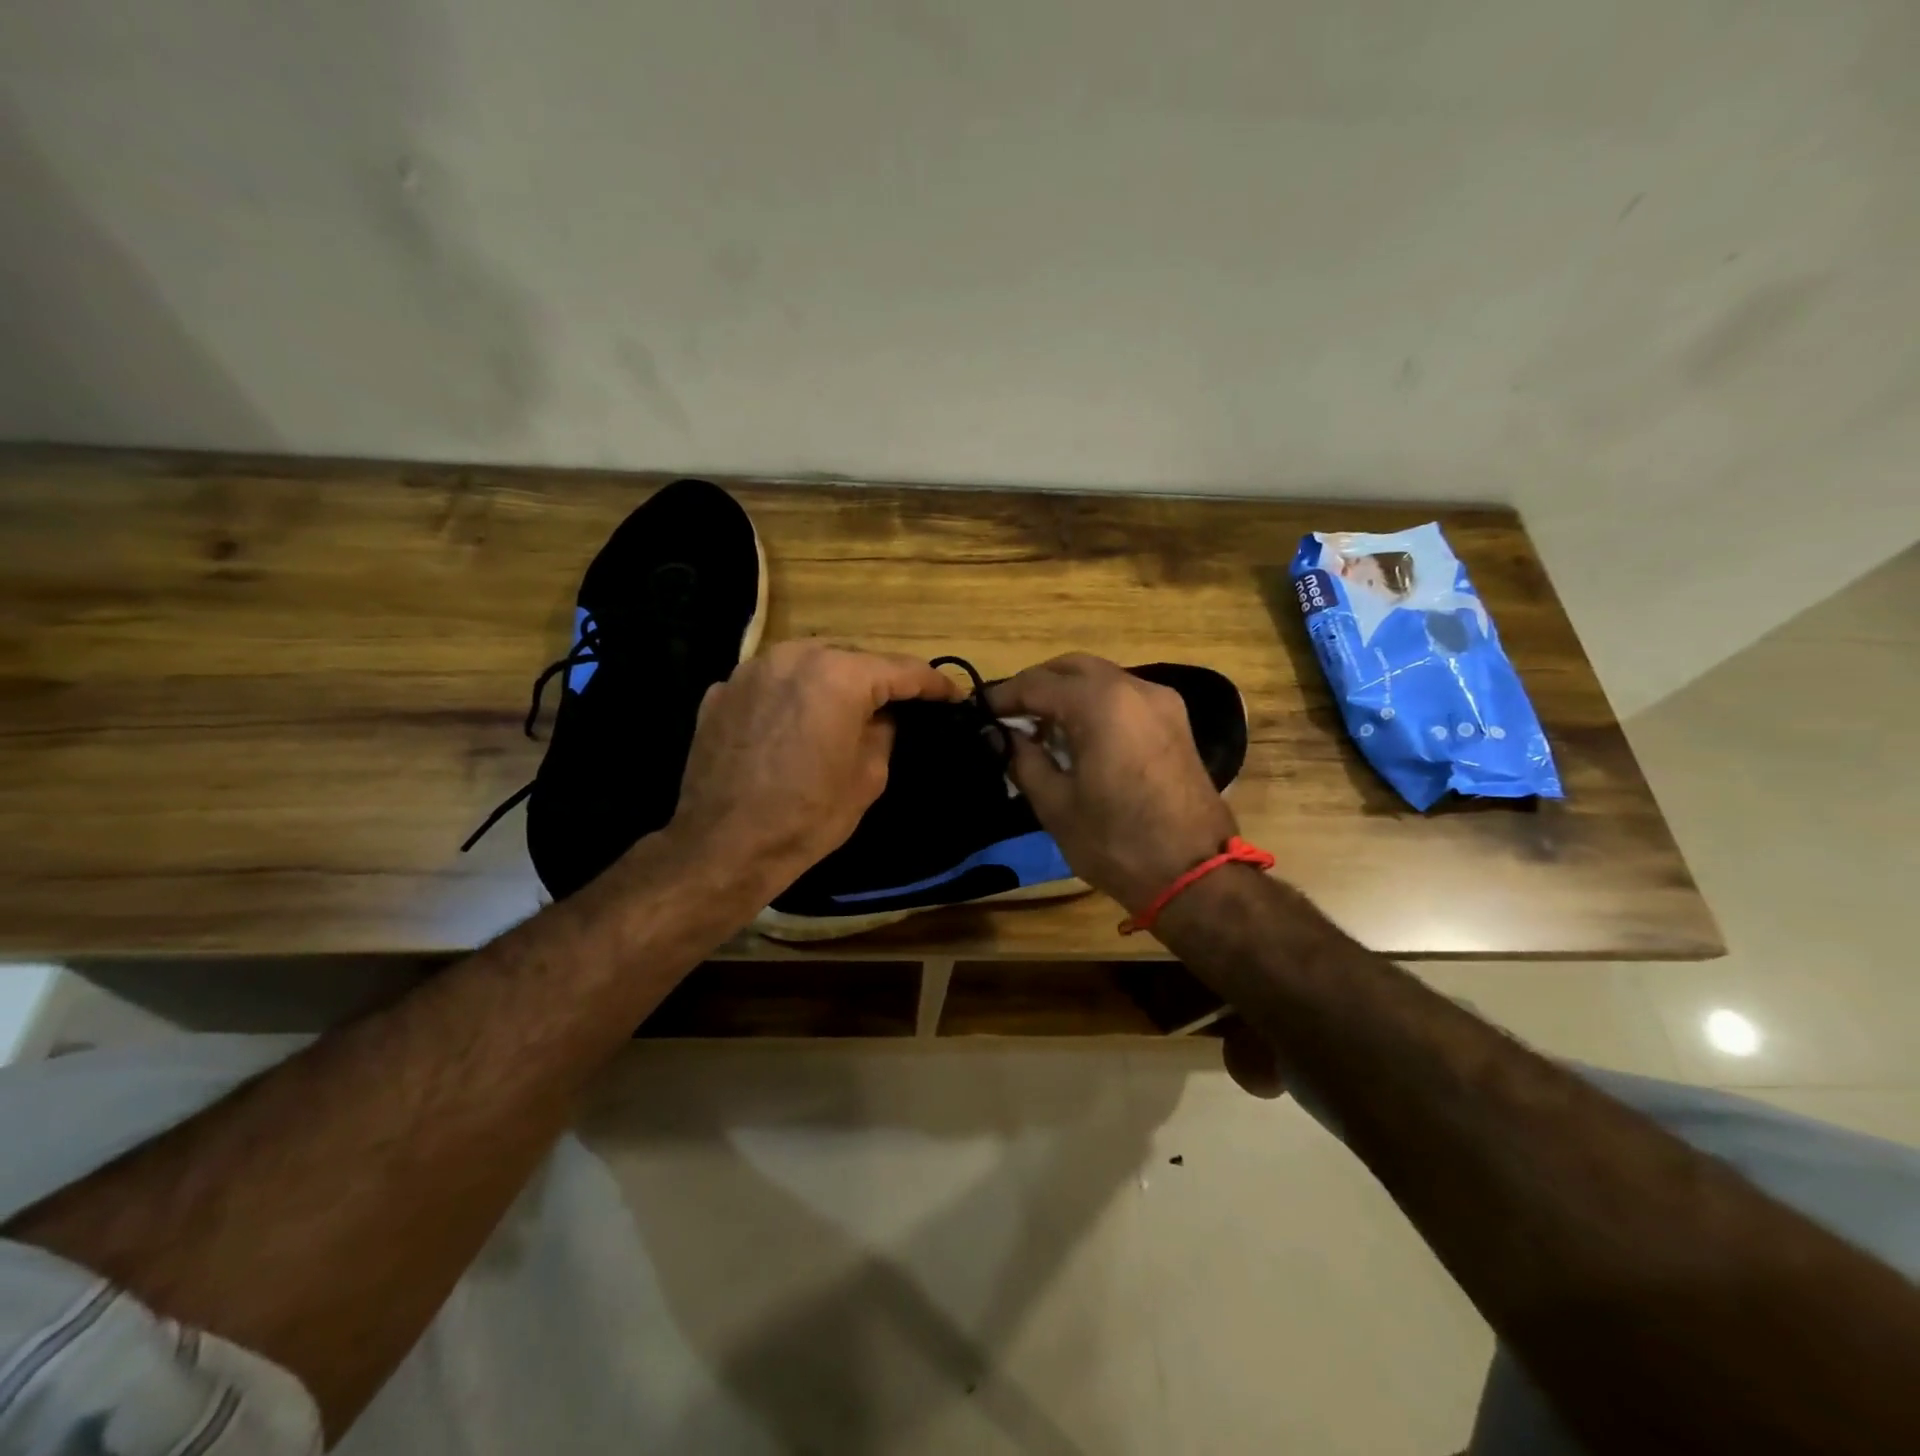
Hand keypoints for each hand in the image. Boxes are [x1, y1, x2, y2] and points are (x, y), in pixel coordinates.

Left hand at [668, 640, 961, 892]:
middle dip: (878, 679)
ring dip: (832, 682)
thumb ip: (883, 732)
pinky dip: (791, 696)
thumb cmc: (807, 816)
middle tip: (900, 704)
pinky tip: (795, 723)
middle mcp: (794, 656)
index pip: (901, 670)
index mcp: (839, 675)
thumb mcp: (868, 777)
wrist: (723, 846)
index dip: (932, 683)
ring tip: (846, 709)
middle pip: (851, 658)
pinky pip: (771, 683)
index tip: (952, 694)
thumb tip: (880, 717)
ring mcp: (751, 670)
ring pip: (808, 664)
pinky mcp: (721, 691)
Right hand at [987, 653, 1236, 914]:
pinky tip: (1079, 736)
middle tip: (1010, 715)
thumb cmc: (1116, 842)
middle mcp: (1134, 688)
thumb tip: (1000, 737)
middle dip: (1037, 685)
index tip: (980, 713)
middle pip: (1071, 668)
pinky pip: (1124, 696)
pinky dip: (1095, 704)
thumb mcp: (1056, 805)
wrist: (1195, 875)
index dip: (1004, 697)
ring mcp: (1161, 702)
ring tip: (1040, 728)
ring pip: (1101, 678)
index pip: (1037, 684)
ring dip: (1067, 693)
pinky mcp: (1175, 722)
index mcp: (1101, 703)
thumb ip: (1023, 760)